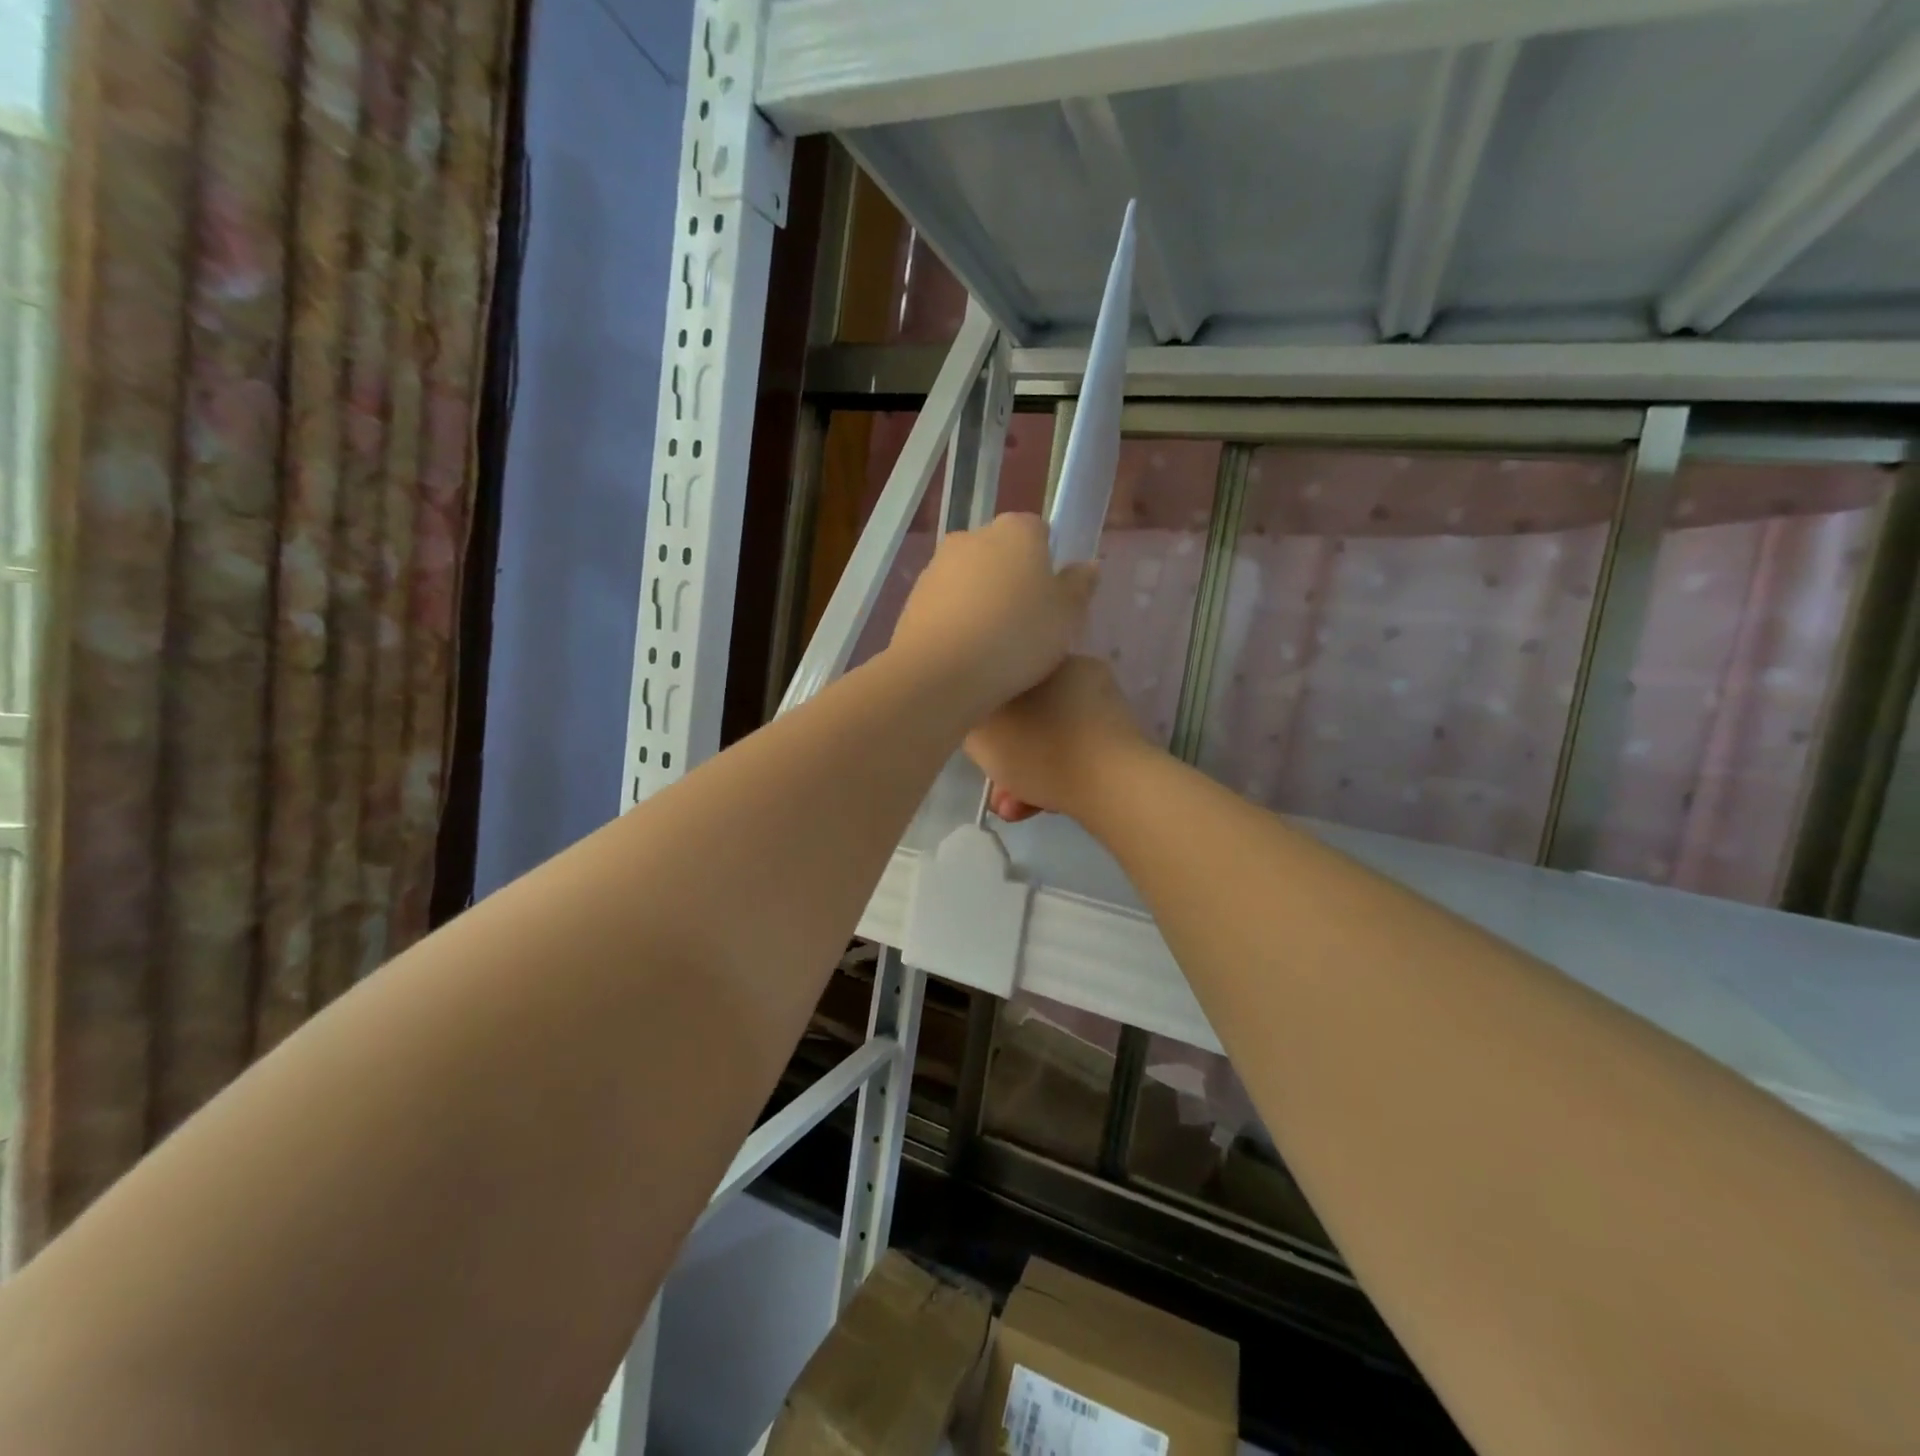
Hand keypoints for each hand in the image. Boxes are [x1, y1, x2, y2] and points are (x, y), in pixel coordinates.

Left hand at [888, 514, 1096, 717]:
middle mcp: (972, 536)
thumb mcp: (1067, 616)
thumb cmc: (1017, 637)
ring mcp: (937, 565)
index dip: (1049, 564)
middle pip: (1002, 554)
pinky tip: (966, 653)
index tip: (1053, 600)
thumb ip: (1079, 586)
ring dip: (983, 601)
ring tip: (995, 645)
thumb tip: (1087, 566)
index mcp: (1016, 530)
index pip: (1039, 532)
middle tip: (1027, 625)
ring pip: (971, 579)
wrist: (940, 673)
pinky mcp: (914, 597)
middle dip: (1013, 581)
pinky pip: (947, 604)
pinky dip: (957, 620)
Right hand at [965, 656, 1152, 823]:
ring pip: (1048, 743)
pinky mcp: (1119, 744)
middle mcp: (1078, 675)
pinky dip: (1053, 781)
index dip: (983, 719)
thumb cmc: (1040, 749)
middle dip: (1005, 759)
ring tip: (1013, 809)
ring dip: (1024, 776)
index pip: (1002, 682)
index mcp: (1046, 657)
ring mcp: (1103, 710)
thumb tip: (976, 717)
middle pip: (1025, 719)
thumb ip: (969, 719)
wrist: (1114, 786)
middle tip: (995, 791)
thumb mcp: (982, 733)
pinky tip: (1038, 809)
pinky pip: (1072, 759)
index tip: (978, 748)